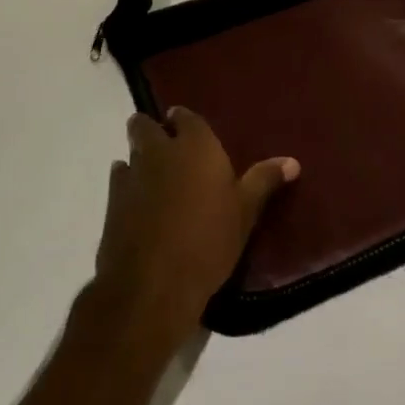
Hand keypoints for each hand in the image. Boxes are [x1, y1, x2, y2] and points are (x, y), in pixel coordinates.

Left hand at [94, 107, 298, 341]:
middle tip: (168, 147)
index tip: (189, 128)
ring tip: (154, 175)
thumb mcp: (245, 212)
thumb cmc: (208, 241)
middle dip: (152, 130)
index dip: (185, 120)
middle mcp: (159, 152)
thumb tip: (293, 161)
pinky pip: (118, 182)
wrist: (151, 287)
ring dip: (138, 158)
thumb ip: (264, 181)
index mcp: (195, 146)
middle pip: (145, 126)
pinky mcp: (111, 206)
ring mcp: (131, 177)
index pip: (186, 117)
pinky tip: (138, 202)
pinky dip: (127, 185)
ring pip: (129, 153)